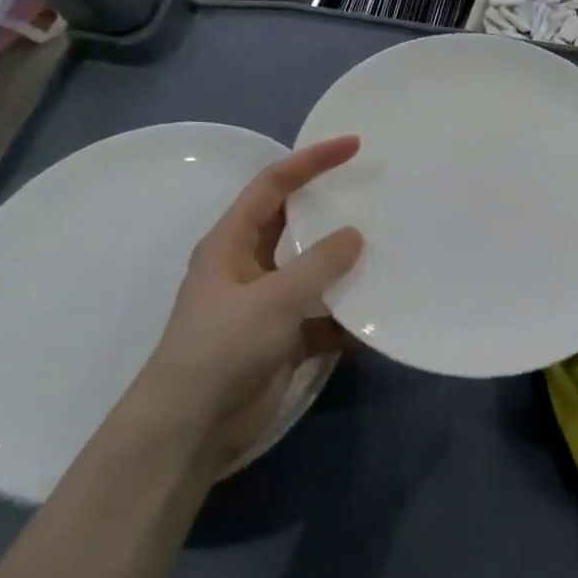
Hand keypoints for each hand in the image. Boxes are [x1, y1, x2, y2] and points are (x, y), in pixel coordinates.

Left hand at [131, 136, 363, 471]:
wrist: (189, 432)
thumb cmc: (222, 348)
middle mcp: (248, 266)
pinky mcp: (282, 340)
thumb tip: (356, 236)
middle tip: (375, 190)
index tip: (354, 146)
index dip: (312, 160)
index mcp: (232, 242)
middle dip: (331, 207)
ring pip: (312, 270)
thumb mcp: (274, 298)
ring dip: (344, 264)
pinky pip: (322, 316)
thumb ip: (319, 263)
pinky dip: (345, 316)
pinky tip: (377, 316)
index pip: (274, 184)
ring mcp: (266, 304)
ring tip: (388, 246)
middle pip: (295, 223)